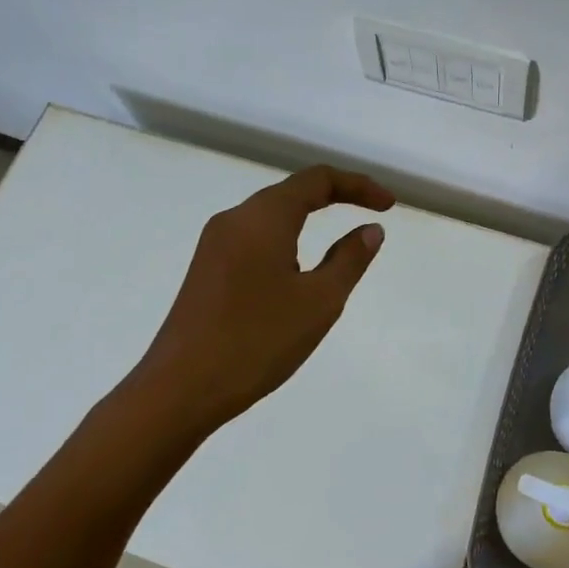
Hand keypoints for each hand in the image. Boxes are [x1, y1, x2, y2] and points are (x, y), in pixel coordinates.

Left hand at [133, 166, 394, 435]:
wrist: (180, 389)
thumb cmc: (257, 340)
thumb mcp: (319, 301)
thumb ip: (350, 259)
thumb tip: (370, 230)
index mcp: (263, 217)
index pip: (317, 179)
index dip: (358, 185)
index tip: (388, 206)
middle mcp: (234, 219)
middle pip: (292, 192)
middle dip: (336, 198)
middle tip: (371, 218)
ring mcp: (214, 244)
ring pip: (271, 216)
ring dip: (309, 220)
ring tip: (339, 250)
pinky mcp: (205, 269)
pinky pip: (254, 240)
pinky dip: (286, 241)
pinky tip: (297, 274)